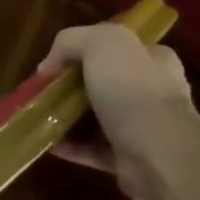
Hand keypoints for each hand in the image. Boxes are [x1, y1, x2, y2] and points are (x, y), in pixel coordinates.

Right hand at [38, 23, 198, 199]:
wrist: (159, 154)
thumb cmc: (133, 89)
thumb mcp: (100, 43)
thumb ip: (71, 41)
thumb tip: (49, 66)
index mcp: (153, 59)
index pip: (118, 47)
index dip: (84, 50)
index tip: (56, 62)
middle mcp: (152, 91)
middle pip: (103, 83)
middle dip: (72, 87)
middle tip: (44, 90)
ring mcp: (142, 127)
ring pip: (97, 117)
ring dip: (68, 117)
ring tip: (40, 116)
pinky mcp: (130, 158)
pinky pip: (93, 149)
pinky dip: (71, 146)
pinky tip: (49, 143)